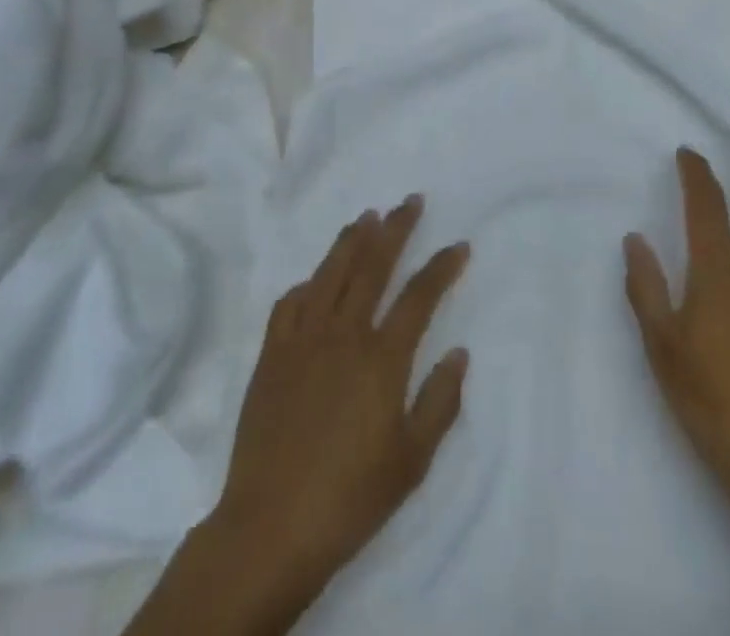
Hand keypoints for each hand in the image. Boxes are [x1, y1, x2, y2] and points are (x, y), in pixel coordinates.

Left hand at [218, 194, 470, 598]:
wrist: (270, 527)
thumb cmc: (350, 498)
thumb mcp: (412, 461)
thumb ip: (440, 402)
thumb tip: (459, 352)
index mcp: (381, 358)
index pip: (419, 296)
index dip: (442, 267)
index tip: (459, 245)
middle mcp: (343, 334)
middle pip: (373, 265)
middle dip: (396, 229)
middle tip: (411, 201)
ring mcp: (302, 340)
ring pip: (330, 272)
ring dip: (352, 240)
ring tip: (367, 216)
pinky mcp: (271, 355)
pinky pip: (290, 303)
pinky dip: (307, 283)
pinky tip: (315, 279)